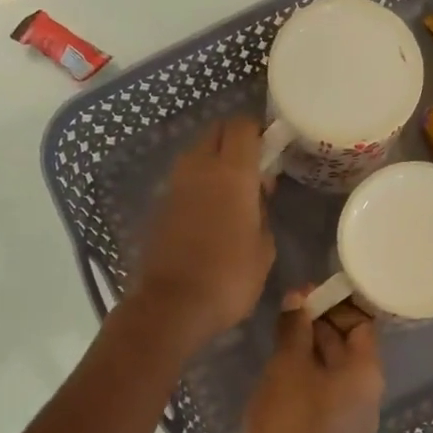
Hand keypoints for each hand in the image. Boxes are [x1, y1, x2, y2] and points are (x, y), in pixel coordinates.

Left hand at [131, 118, 275, 348]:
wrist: (172, 306)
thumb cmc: (229, 278)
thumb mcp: (263, 249)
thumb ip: (262, 213)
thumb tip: (254, 199)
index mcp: (232, 173)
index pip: (243, 126)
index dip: (259, 130)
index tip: (272, 147)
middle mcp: (199, 168)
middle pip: (216, 132)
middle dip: (235, 140)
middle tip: (254, 169)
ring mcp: (175, 186)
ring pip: (197, 155)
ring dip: (215, 162)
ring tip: (233, 194)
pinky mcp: (160, 206)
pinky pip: (184, 181)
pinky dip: (199, 185)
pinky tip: (211, 214)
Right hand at [237, 296, 383, 432]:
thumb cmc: (291, 420)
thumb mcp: (288, 365)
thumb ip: (294, 328)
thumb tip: (298, 298)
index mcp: (366, 373)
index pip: (362, 324)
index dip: (337, 304)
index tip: (306, 292)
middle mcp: (364, 394)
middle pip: (346, 347)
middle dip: (319, 324)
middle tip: (286, 307)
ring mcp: (346, 418)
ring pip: (329, 372)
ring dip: (306, 350)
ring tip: (276, 333)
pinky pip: (318, 394)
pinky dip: (301, 377)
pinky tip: (274, 370)